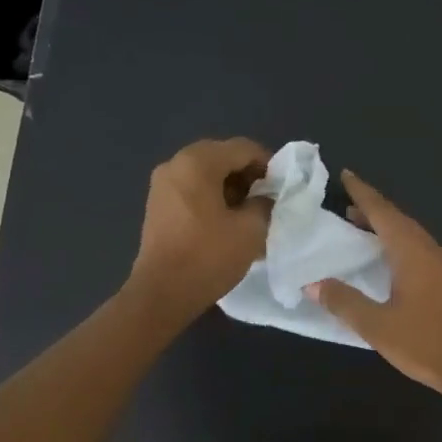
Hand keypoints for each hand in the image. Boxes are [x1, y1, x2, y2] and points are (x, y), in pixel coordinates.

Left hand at [126, 138, 271, 322]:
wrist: (163, 293)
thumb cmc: (209, 257)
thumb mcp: (250, 230)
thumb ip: (265, 204)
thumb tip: (265, 198)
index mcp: (198, 162)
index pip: (243, 148)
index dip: (269, 164)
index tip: (283, 188)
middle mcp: (175, 164)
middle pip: (222, 157)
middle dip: (248, 175)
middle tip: (267, 200)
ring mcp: (162, 184)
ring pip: (206, 174)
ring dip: (231, 188)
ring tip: (249, 214)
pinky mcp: (158, 205)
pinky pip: (192, 189)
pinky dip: (212, 197)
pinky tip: (226, 222)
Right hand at [307, 171, 441, 398]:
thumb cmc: (425, 344)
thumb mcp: (376, 325)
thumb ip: (343, 302)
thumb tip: (312, 284)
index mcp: (412, 252)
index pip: (383, 212)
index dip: (363, 193)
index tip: (345, 175)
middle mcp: (428, 250)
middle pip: (397, 219)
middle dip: (371, 208)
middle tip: (344, 202)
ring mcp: (441, 265)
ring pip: (408, 234)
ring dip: (384, 226)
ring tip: (358, 225)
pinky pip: (416, 249)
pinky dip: (395, 243)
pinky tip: (384, 258)